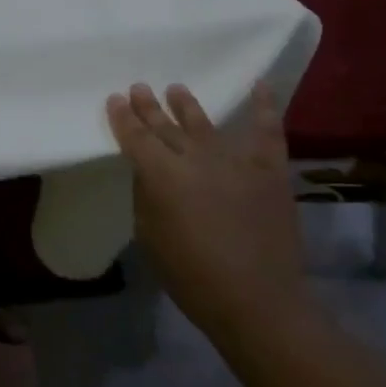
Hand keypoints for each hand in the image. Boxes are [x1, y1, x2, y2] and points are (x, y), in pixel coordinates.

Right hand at [106, 82, 309, 342]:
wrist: (259, 302)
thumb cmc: (193, 276)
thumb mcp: (150, 236)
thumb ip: (146, 195)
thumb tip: (149, 172)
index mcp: (161, 175)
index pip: (135, 136)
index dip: (123, 117)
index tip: (115, 99)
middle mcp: (195, 158)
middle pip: (165, 125)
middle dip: (149, 106)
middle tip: (139, 87)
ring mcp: (235, 160)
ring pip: (204, 123)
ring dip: (187, 105)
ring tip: (176, 89)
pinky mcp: (269, 169)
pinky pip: (266, 130)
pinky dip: (264, 106)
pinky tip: (259, 84)